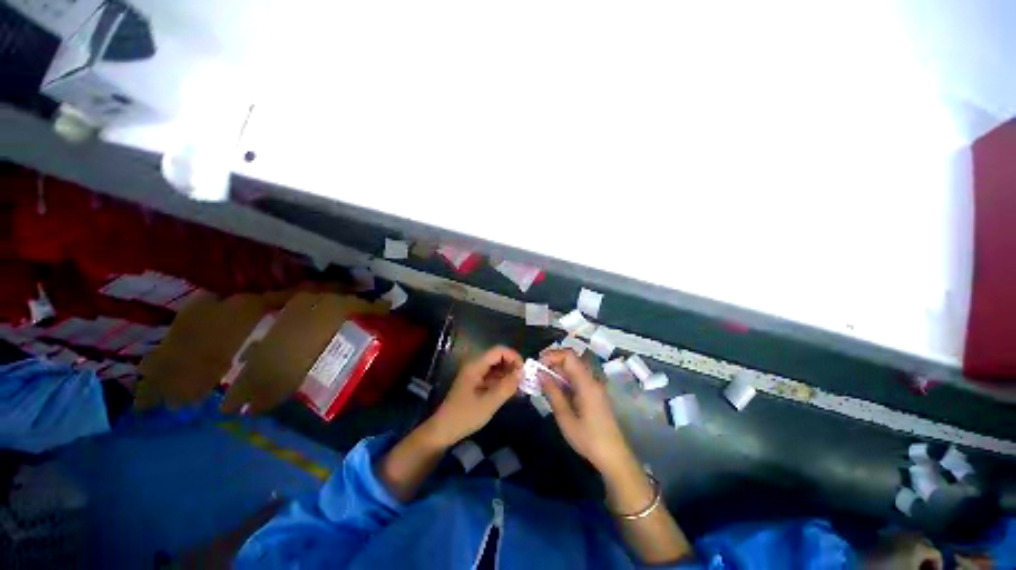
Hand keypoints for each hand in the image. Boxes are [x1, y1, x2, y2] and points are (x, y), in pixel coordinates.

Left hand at [425, 345, 522, 446]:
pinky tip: (512, 392)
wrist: (443, 431)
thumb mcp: (489, 403)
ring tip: (521, 387)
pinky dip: (503, 382)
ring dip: (509, 375)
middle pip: (498, 357)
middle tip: (525, 380)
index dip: (513, 356)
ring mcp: (475, 374)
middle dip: (513, 366)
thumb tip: (522, 373)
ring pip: (497, 367)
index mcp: (476, 365)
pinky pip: (493, 377)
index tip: (524, 371)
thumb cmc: (465, 416)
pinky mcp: (476, 383)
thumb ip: (506, 387)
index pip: (498, 350)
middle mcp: (475, 365)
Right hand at [540, 349, 635, 475]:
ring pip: (573, 369)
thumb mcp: (565, 417)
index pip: (569, 355)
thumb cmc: (588, 438)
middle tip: (537, 374)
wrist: (613, 456)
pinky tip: (555, 391)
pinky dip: (564, 380)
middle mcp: (592, 379)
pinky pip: (577, 378)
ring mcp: (594, 386)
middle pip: (571, 360)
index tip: (538, 365)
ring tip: (543, 383)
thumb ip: (552, 392)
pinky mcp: (594, 393)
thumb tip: (540, 373)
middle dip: (552, 363)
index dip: (552, 355)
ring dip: (557, 372)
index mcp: (586, 383)